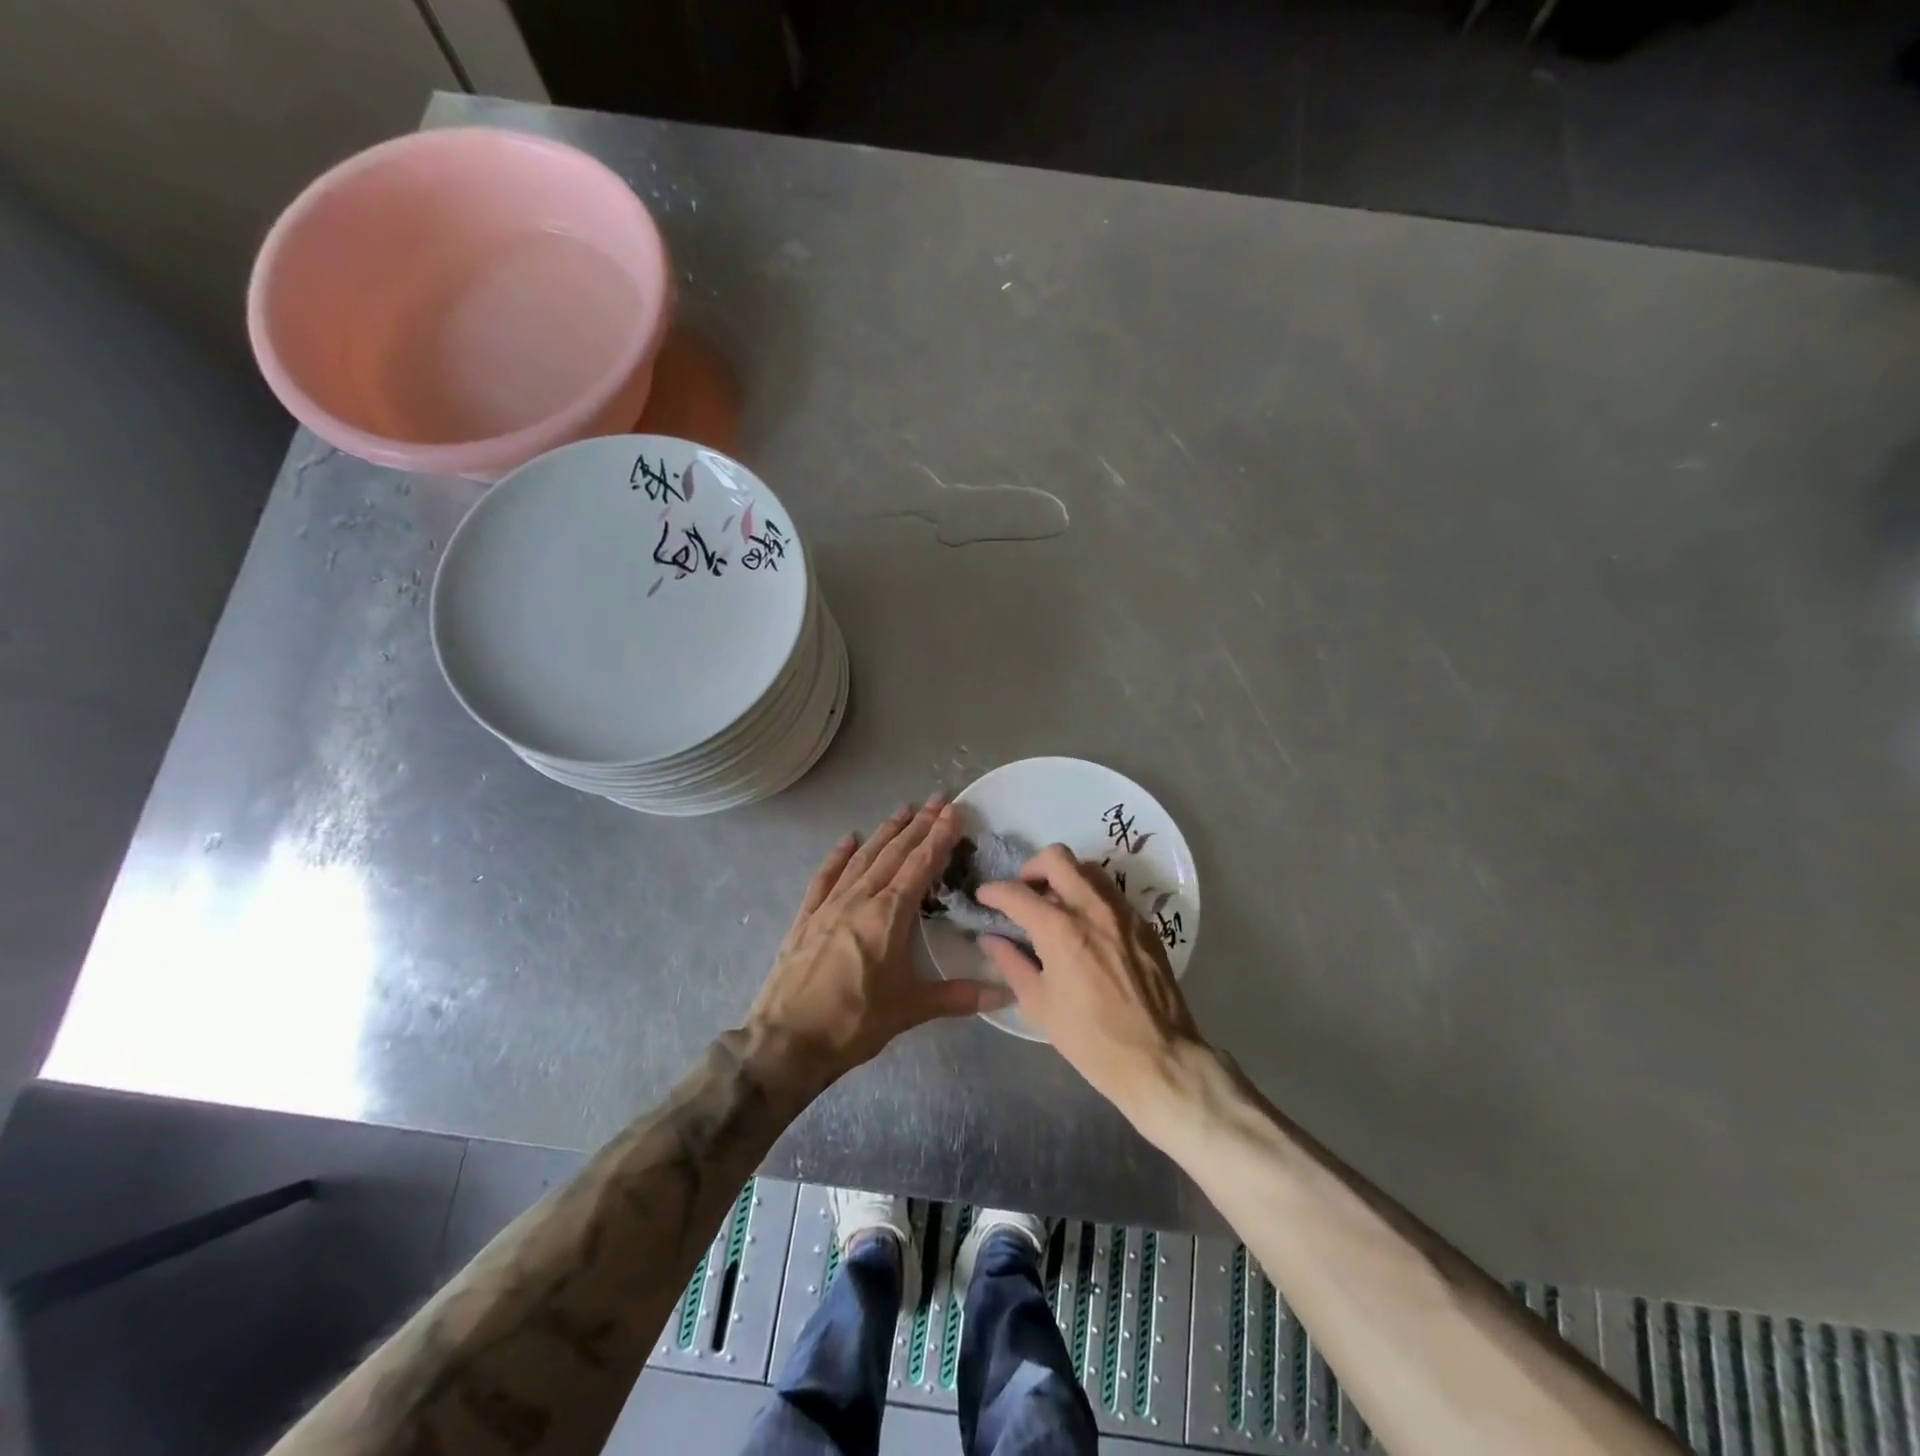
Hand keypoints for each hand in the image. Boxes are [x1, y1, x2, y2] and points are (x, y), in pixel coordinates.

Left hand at [747, 795, 1011, 1083]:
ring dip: (885, 833)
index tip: (954, 811)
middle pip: (894, 852)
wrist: (786, 1041)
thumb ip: (959, 997)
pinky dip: (838, 856)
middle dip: (918, 824)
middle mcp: (860, 898)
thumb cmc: (853, 1022)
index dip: (939, 837)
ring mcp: (829, 905)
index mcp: (888, 914)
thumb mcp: (910, 1010)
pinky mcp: (806, 917)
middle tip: (938, 800)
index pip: (920, 864)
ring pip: (863, 858)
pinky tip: (847, 840)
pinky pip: (825, 877)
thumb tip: (1007, 993)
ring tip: (903, 810)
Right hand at [976, 845, 1206, 1121]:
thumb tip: (991, 939)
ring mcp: (1123, 912)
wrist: (1158, 1058)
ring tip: (1055, 906)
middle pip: (1057, 858)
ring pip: (1088, 869)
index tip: (984, 897)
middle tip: (1024, 892)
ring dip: (1065, 877)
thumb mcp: (1039, 1004)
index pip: (1017, 893)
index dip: (993, 891)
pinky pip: (1111, 893)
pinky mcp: (1144, 924)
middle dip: (1031, 868)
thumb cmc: (1090, 1038)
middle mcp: (1092, 908)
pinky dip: (1091, 897)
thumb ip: (1011, 963)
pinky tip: (1086, 926)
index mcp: (1060, 929)